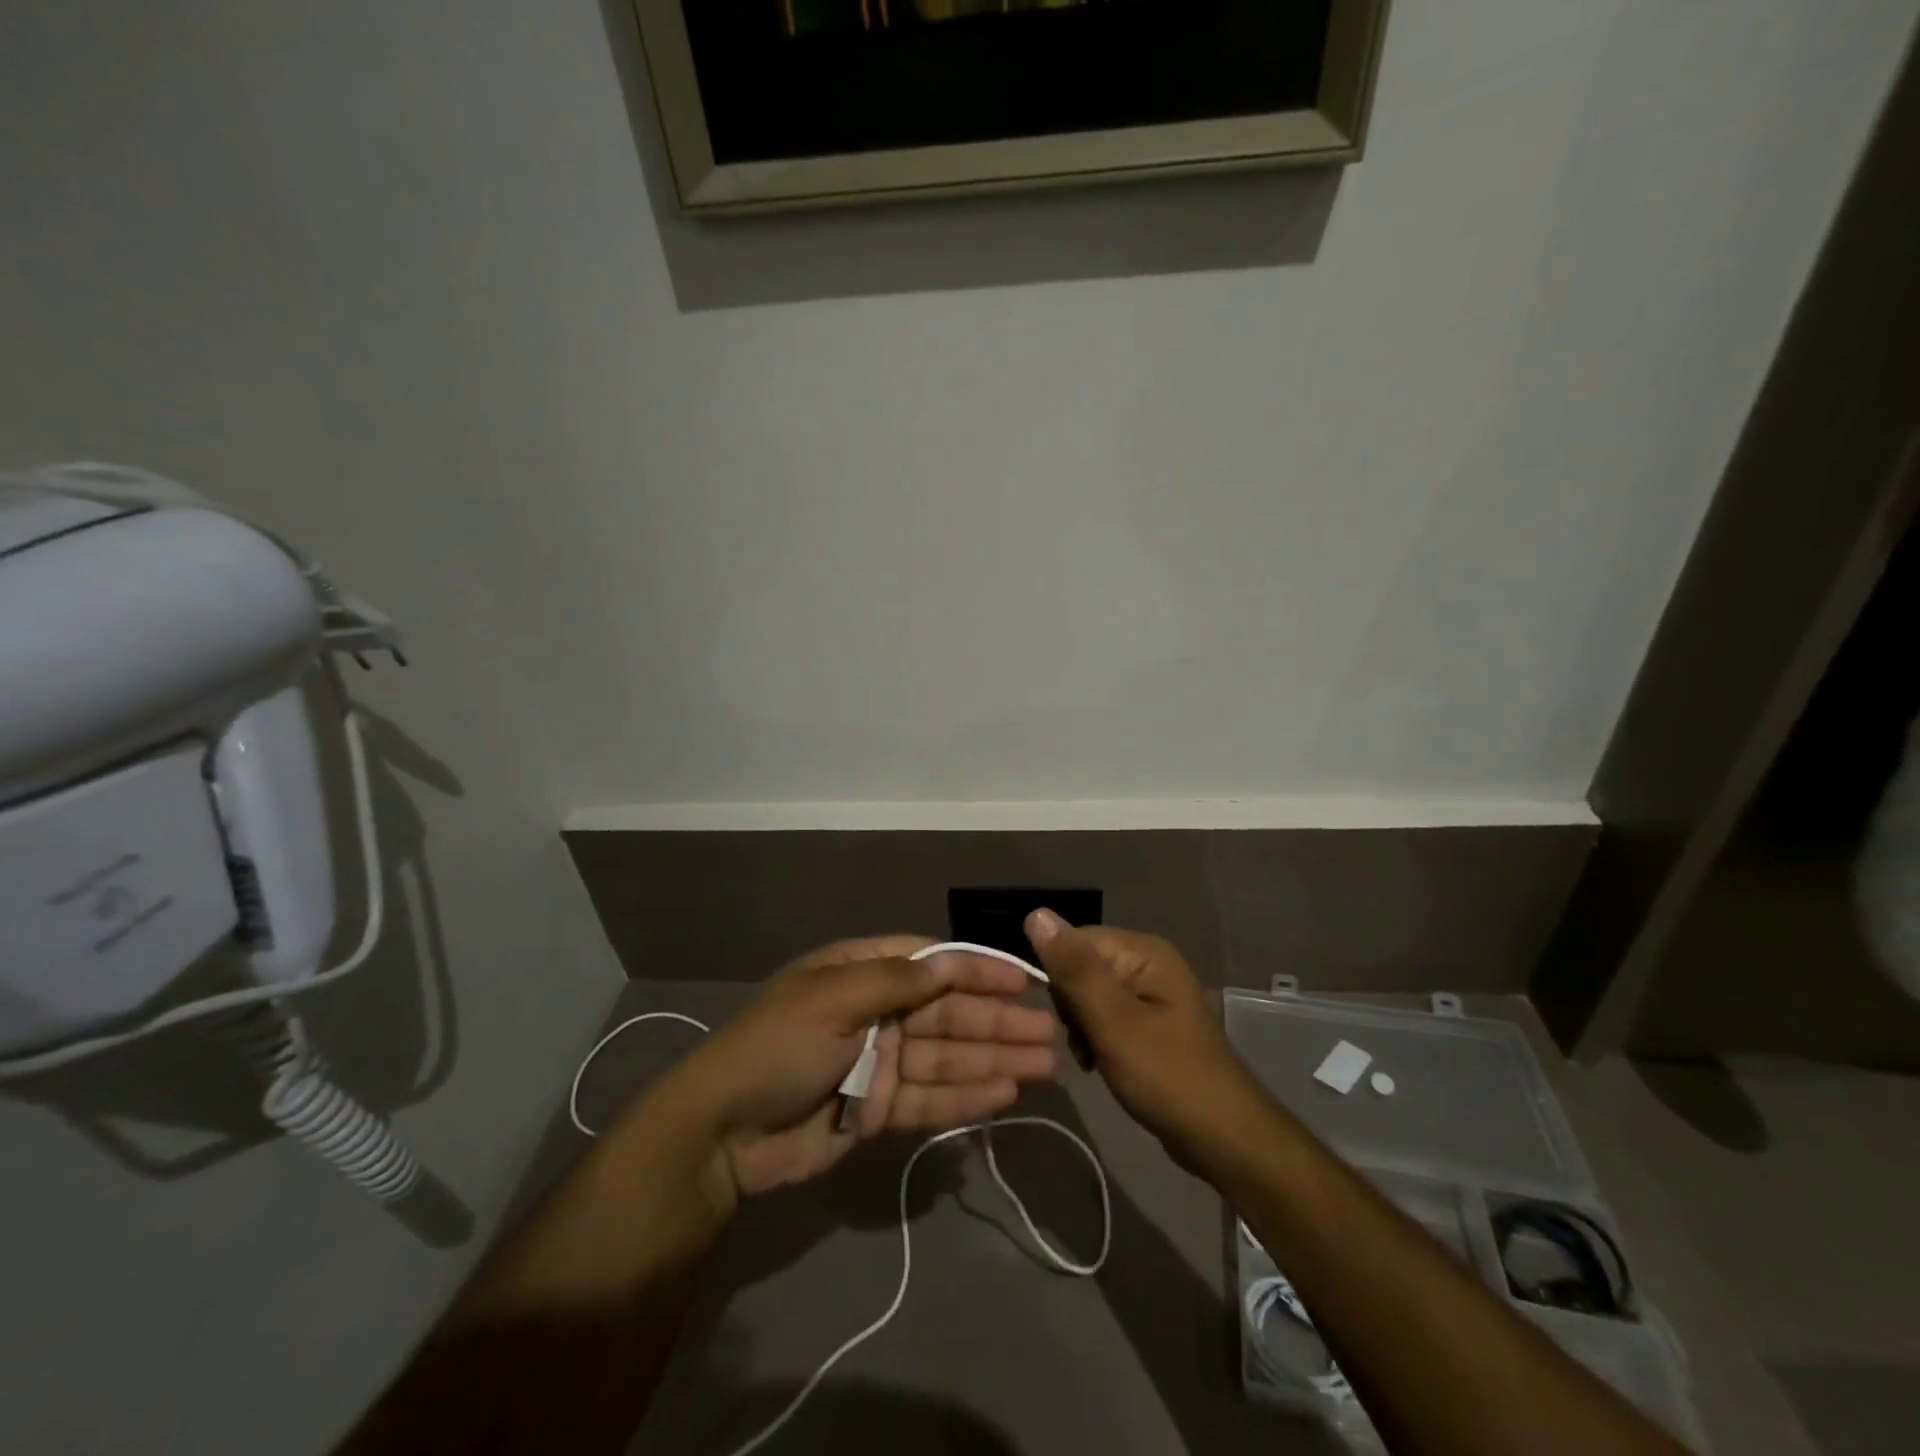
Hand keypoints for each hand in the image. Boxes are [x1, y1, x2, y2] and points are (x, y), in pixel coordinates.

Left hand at [663, 937, 1056, 1211]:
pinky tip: (1005, 1096)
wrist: (721, 1134)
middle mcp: (875, 1012)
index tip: (1023, 981)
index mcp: (860, 973)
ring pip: (947, 1057)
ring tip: (1042, 1067)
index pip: (931, 964)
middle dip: (996, 1022)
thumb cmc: (775, 1048)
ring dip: (993, 1060)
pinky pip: (930, 1098)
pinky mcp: (877, 1110)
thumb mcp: (831, 1000)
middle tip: (1048, 1034)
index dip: (977, 971)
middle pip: (947, 1013)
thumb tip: (950, 961)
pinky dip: (966, 1097)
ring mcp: (879, 1063)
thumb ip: (895, 981)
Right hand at [1025, 910, 1265, 1172]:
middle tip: (1085, 1044)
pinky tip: (1100, 1063)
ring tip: (1094, 1058)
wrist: (1224, 1138)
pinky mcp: (1150, 1021)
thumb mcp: (1113, 1022)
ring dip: (1081, 1027)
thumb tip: (1036, 914)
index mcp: (1143, 951)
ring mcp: (1151, 992)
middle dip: (1072, 1006)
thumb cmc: (1167, 1076)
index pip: (1074, 941)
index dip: (1060, 977)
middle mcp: (1148, 961)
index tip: (1067, 1019)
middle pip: (1081, 966)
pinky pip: (1106, 1015)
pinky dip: (1097, 1038)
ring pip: (1089, 995)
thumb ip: (1074, 970)